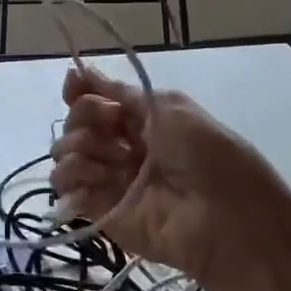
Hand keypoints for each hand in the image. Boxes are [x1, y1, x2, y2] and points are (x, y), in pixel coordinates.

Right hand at [50, 66, 290, 279]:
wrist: (225, 218)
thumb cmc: (205, 155)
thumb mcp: (169, 108)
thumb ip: (119, 92)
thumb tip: (72, 72)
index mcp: (141, 121)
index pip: (94, 100)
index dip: (81, 93)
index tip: (74, 89)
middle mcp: (120, 148)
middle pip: (75, 123)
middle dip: (83, 118)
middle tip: (111, 130)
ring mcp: (108, 180)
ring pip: (64, 153)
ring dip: (77, 147)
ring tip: (108, 159)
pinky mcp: (98, 212)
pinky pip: (65, 188)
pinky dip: (70, 177)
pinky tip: (94, 180)